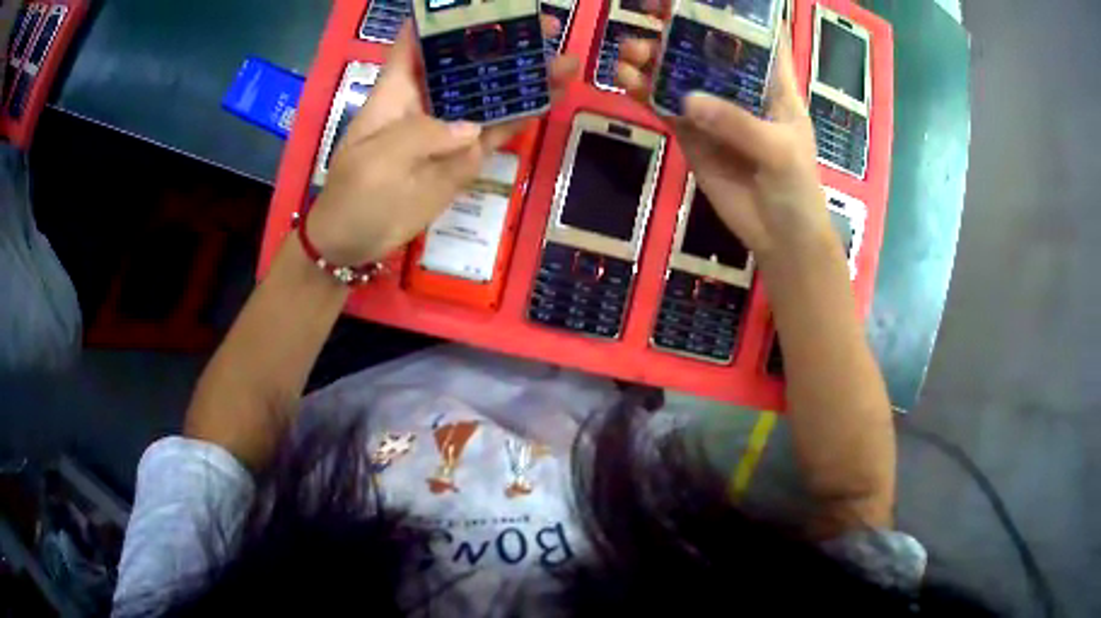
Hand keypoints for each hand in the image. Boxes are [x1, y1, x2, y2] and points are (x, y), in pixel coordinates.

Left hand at [307, 19, 579, 264]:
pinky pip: (501, 129)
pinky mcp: (467, 155)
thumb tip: (471, 128)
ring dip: (528, 75)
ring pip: (494, 93)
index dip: (446, 17)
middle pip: (470, 61)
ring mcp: (452, 127)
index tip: (487, 3)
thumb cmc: (354, 194)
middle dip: (505, 40)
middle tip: (547, 25)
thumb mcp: (377, 162)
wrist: (356, 241)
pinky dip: (526, 113)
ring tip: (566, 60)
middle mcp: (430, 99)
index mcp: (399, 89)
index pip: (420, 40)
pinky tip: (554, 95)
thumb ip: (420, 137)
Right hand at [615, 21, 833, 265]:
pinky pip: (664, 106)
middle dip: (678, 26)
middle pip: (706, 46)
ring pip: (678, 73)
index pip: (756, 36)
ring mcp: (713, 110)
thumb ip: (739, 124)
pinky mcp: (691, 134)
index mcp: (773, 83)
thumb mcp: (779, 151)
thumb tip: (688, 100)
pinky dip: (644, 92)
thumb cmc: (796, 188)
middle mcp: (740, 88)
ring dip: (652, 58)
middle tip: (647, 12)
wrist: (779, 238)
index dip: (734, 13)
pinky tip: (626, 82)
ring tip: (628, 53)